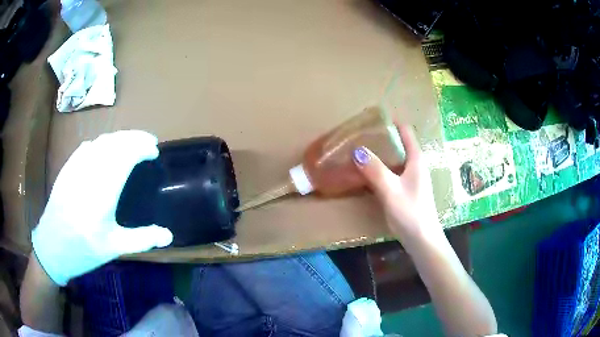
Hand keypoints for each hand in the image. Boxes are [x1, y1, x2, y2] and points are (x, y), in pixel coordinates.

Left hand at [32, 131, 172, 285]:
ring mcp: (75, 168)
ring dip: (119, 137)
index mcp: (102, 194)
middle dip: (134, 137)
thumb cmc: (83, 250)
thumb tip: (169, 235)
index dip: (142, 147)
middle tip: (148, 142)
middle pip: (114, 143)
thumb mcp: (113, 249)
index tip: (154, 151)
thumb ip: (142, 239)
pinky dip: (102, 142)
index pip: (125, 156)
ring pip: (101, 141)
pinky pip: (88, 146)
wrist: (52, 247)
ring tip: (131, 143)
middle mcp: (88, 174)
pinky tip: (106, 148)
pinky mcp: (67, 168)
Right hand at [353, 125, 439, 239]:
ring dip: (378, 154)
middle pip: (398, 144)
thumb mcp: (391, 190)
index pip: (405, 131)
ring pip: (393, 159)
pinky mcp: (404, 190)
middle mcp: (414, 165)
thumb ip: (375, 170)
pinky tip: (364, 173)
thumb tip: (357, 150)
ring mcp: (410, 178)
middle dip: (380, 137)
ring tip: (358, 151)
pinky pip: (390, 173)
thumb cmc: (411, 213)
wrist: (422, 240)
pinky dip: (378, 169)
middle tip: (359, 135)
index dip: (391, 122)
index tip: (372, 118)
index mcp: (416, 159)